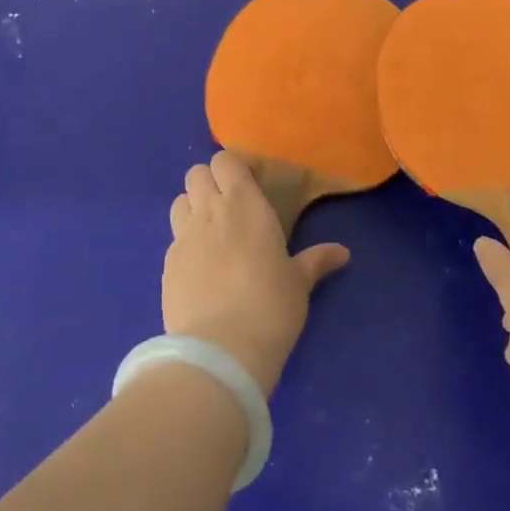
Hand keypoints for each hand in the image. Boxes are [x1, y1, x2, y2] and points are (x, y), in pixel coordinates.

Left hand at [165, 152, 349, 394]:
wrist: (221, 350)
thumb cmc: (271, 306)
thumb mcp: (299, 282)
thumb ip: (316, 260)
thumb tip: (343, 253)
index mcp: (243, 203)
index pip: (225, 160)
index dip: (233, 168)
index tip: (250, 184)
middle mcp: (208, 210)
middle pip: (196, 173)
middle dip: (209, 182)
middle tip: (229, 207)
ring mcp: (183, 236)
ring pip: (180, 201)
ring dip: (193, 208)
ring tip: (211, 233)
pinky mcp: (166, 264)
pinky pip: (174, 239)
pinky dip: (185, 243)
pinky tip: (200, 268)